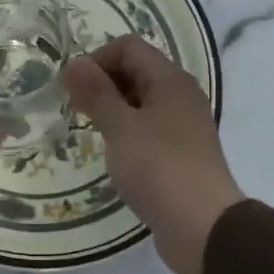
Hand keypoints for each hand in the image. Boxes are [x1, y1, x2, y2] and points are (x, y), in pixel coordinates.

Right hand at [63, 37, 243, 273]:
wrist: (201, 225)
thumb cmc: (158, 169)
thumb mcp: (121, 128)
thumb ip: (97, 93)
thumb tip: (74, 63)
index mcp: (170, 80)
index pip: (129, 48)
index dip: (97, 60)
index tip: (71, 89)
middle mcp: (181, 96)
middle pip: (136, 71)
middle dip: (102, 84)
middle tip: (76, 111)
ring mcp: (183, 126)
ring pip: (141, 102)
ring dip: (113, 109)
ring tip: (91, 132)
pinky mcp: (180, 153)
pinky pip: (148, 128)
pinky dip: (127, 132)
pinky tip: (114, 154)